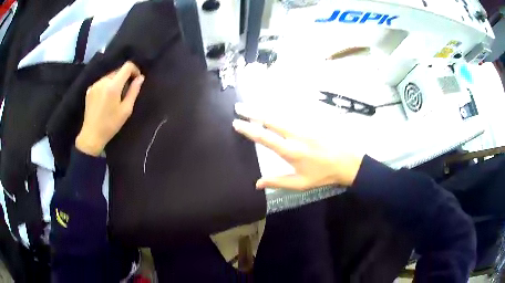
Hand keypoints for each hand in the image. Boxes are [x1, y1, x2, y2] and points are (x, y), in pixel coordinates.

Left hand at [76, 62, 144, 155]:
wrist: (91, 135)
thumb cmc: (110, 125)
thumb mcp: (126, 110)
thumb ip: (134, 91)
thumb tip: (140, 78)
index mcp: (113, 86)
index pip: (127, 66)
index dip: (134, 70)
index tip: (137, 80)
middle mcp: (103, 81)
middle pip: (118, 70)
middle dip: (125, 77)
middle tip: (126, 92)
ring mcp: (95, 85)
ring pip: (110, 76)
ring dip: (115, 82)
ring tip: (115, 97)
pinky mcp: (90, 89)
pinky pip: (102, 82)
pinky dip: (107, 86)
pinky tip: (106, 99)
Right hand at [233, 103, 363, 189]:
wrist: (346, 162)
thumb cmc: (323, 175)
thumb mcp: (300, 183)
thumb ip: (277, 181)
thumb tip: (256, 183)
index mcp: (290, 151)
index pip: (265, 137)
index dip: (249, 130)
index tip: (236, 123)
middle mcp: (294, 135)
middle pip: (270, 120)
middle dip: (252, 113)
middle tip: (238, 108)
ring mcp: (304, 127)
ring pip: (280, 115)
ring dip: (263, 111)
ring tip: (250, 107)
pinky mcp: (311, 124)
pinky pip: (290, 116)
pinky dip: (278, 112)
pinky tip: (272, 111)